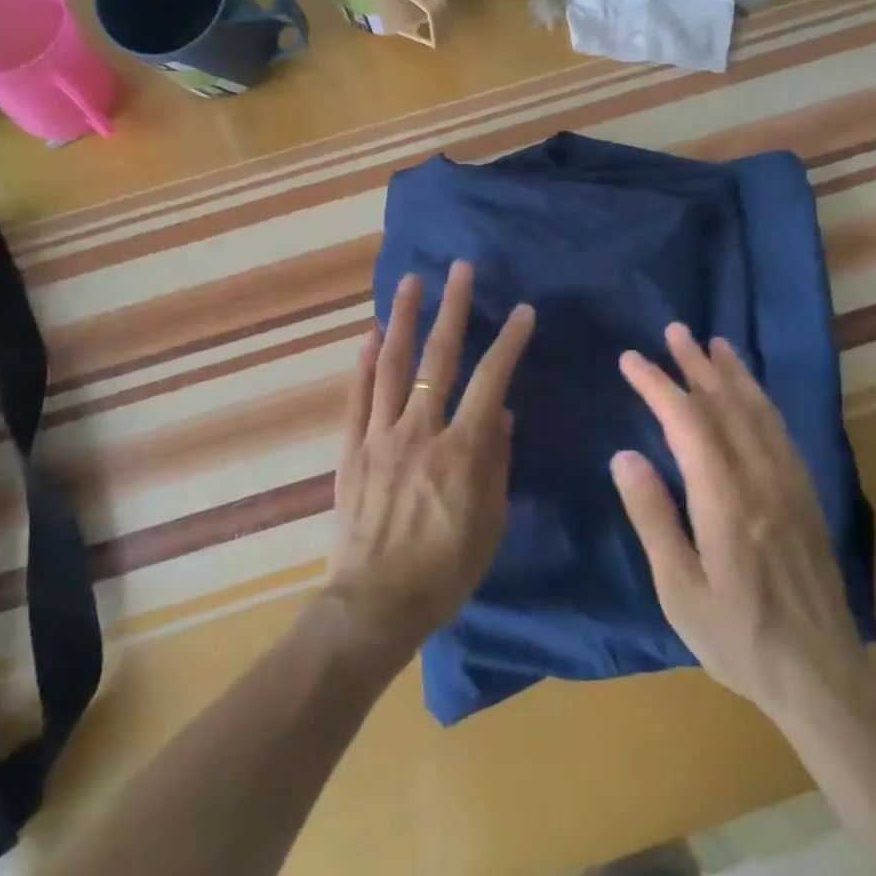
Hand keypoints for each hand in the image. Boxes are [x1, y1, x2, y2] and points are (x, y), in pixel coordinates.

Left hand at [324, 261, 535, 662]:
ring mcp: (380, 437)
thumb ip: (497, 464)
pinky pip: (358, 397)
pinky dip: (364, 363)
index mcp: (461, 451)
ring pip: (392, 366)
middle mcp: (420, 431)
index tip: (523, 312)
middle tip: (460, 270)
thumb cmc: (444, 572)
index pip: (492, 382)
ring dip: (402, 320)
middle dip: (453, 309)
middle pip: (438, 359)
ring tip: (411, 283)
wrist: (374, 605)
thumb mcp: (490, 525)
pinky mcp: (352, 450)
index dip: (509, 343)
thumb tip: (502, 415)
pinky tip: (369, 336)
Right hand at [612, 325, 869, 723]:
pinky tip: (752, 393)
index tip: (631, 361)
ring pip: (759, 411)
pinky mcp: (806, 495)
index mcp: (725, 500)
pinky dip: (761, 400)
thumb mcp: (679, 590)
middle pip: (726, 404)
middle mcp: (761, 478)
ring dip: (733, 373)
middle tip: (674, 331)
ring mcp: (790, 484)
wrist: (821, 674)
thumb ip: (652, 517)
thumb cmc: (737, 637)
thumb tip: (625, 455)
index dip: (658, 385)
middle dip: (696, 364)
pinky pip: (782, 431)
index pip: (687, 422)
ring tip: (714, 344)